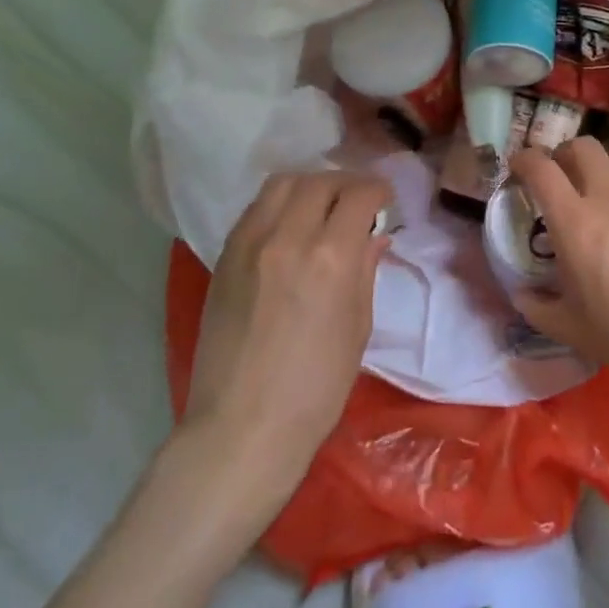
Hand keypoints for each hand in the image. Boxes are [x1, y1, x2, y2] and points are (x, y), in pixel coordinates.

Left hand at [181, 170, 390, 498]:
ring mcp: (249, 245)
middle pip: (320, 181)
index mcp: (331, 257)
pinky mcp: (224, 258)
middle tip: (357, 202)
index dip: (378, 191)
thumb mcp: (358, 326)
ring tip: (321, 206)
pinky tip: (288, 226)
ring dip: (309, 186)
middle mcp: (288, 237)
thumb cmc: (317, 386)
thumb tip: (374, 235)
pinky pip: (255, 209)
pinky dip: (279, 205)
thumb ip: (365, 270)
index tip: (385, 201)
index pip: (359, 194)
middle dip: (346, 183)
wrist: (243, 427)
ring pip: (282, 184)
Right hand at [509, 137, 608, 393]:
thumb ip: (538, 308)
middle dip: (563, 153)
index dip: (524, 159)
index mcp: (575, 221)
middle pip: (582, 145)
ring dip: (601, 162)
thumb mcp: (573, 330)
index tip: (517, 167)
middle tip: (558, 176)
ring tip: (597, 187)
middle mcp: (608, 195)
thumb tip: (521, 293)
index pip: (541, 168)